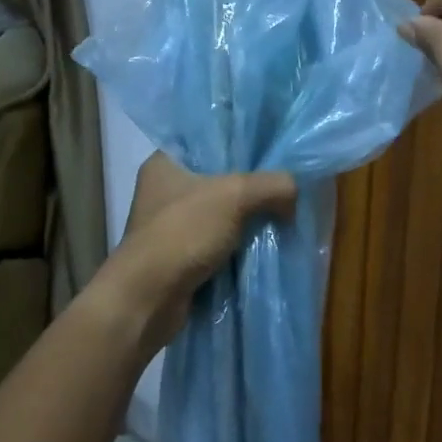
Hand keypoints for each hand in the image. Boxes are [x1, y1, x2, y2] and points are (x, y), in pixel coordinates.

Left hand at [96, 153, 296, 355]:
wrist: (148, 300)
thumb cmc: (182, 233)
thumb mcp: (235, 195)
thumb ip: (272, 185)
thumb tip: (294, 193)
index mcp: (164, 163)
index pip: (208, 141)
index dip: (242, 144)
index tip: (274, 151)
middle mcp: (164, 190)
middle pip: (219, 179)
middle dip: (251, 187)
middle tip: (285, 186)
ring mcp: (170, 226)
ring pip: (220, 214)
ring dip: (247, 220)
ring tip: (283, 215)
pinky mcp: (179, 257)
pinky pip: (217, 244)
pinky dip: (238, 247)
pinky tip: (265, 245)